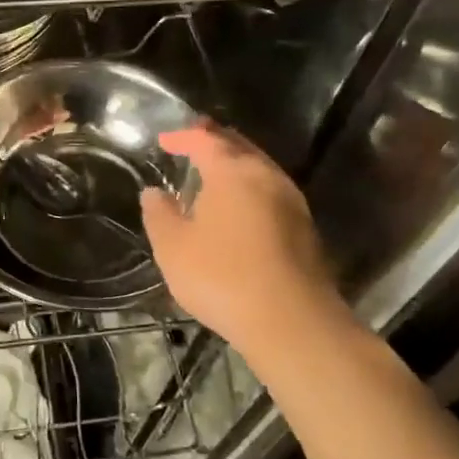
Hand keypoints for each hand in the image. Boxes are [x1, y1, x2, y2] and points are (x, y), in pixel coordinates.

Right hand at [139, 123, 355, 359]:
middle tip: (192, 142)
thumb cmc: (222, 276)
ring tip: (212, 173)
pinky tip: (238, 207)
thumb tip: (154, 193)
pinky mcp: (304, 229)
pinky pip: (271, 192)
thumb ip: (160, 214)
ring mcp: (292, 202)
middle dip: (214, 141)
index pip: (205, 140)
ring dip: (235, 164)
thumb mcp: (173, 247)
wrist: (292, 322)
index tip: (163, 140)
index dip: (182, 136)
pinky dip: (250, 188)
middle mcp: (267, 176)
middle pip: (239, 146)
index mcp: (232, 172)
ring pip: (259, 169)